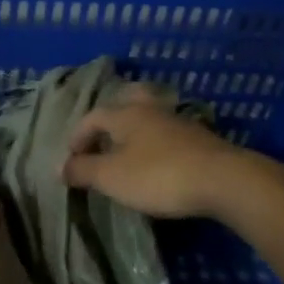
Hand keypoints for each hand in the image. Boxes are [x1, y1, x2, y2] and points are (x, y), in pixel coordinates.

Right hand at [62, 84, 256, 219]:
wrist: (223, 180)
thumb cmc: (159, 175)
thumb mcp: (112, 177)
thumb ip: (83, 170)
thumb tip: (60, 167)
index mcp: (125, 114)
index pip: (92, 117)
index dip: (77, 137)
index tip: (71, 161)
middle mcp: (150, 110)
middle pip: (125, 103)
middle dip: (109, 120)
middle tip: (101, 140)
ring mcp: (178, 122)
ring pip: (149, 118)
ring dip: (134, 132)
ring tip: (127, 153)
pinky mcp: (199, 139)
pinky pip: (168, 134)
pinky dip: (155, 144)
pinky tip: (158, 162)